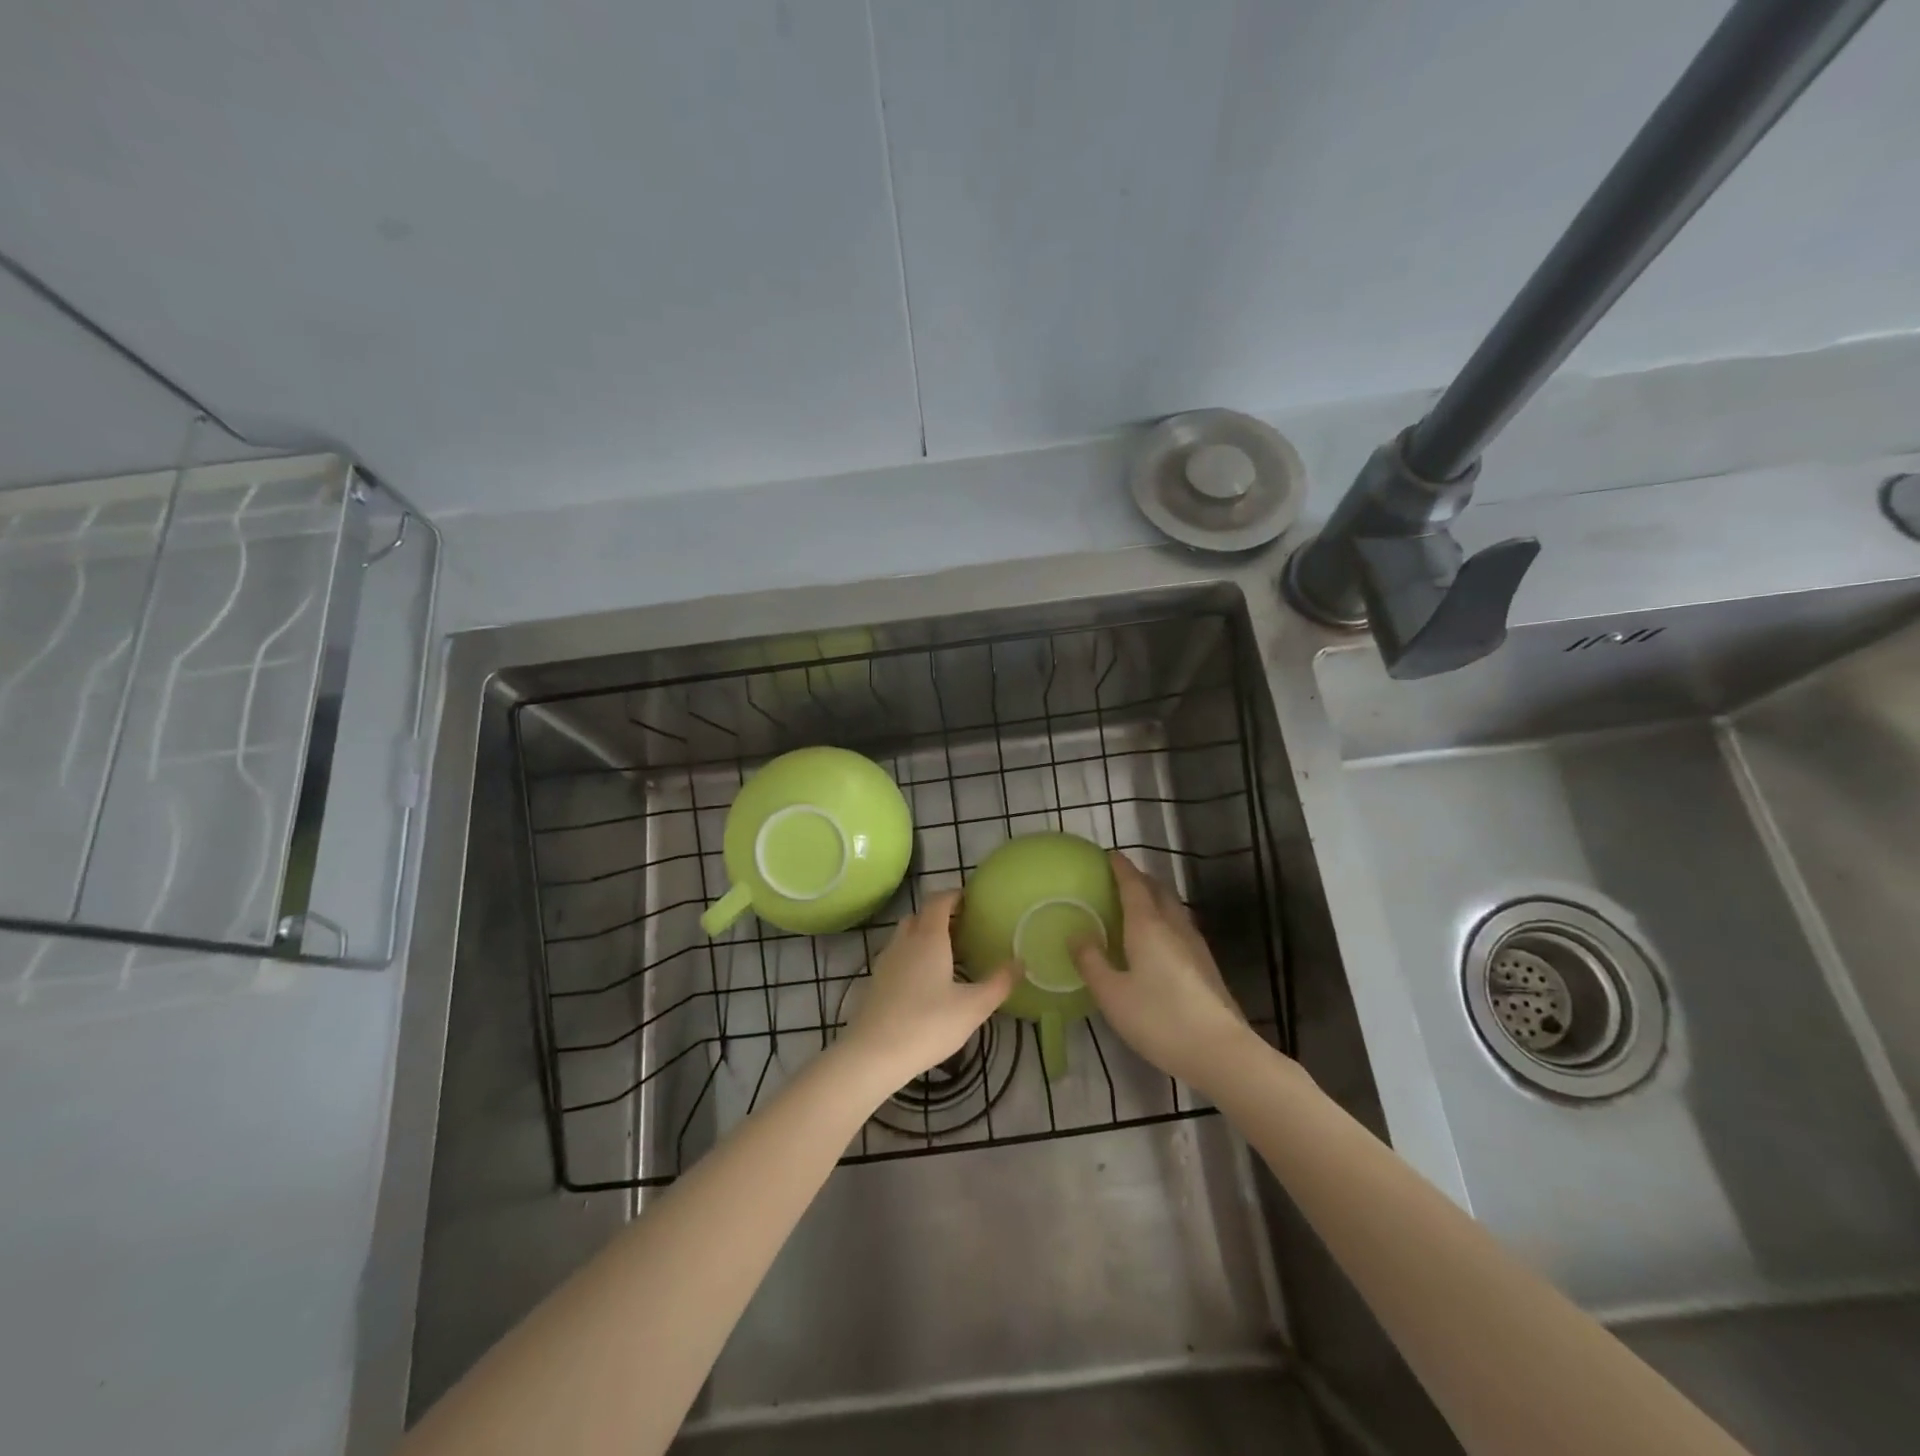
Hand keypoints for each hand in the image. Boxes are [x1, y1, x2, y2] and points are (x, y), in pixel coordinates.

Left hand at [841, 891, 1015, 1089]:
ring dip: (924, 935)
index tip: (970, 901)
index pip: (938, 901)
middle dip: (940, 915)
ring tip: (946, 955)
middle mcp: (904, 941)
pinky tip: (924, 981)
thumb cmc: (928, 1024)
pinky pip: (896, 955)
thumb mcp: (973, 1007)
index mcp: (929, 938)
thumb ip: (999, 983)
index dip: (954, 896)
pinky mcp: (875, 981)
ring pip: (905, 935)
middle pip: (920, 915)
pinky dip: (911, 956)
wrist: (873, 1054)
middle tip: (963, 929)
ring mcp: (886, 961)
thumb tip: (1021, 962)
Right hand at [1072, 853, 1254, 1092]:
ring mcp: (1195, 946)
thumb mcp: (1112, 994)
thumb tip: (1076, 934)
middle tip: (1120, 879)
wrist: (1221, 1052)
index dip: (1121, 868)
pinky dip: (1165, 921)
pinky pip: (1181, 928)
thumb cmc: (1159, 1019)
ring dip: (1155, 899)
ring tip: (1137, 905)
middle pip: (1158, 891)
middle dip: (1140, 879)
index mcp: (1148, 926)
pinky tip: (1158, 942)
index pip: (1133, 885)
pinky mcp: (1206, 967)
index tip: (1109, 855)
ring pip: (1173, 909)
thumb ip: (1091, 962)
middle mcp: (1174, 927)